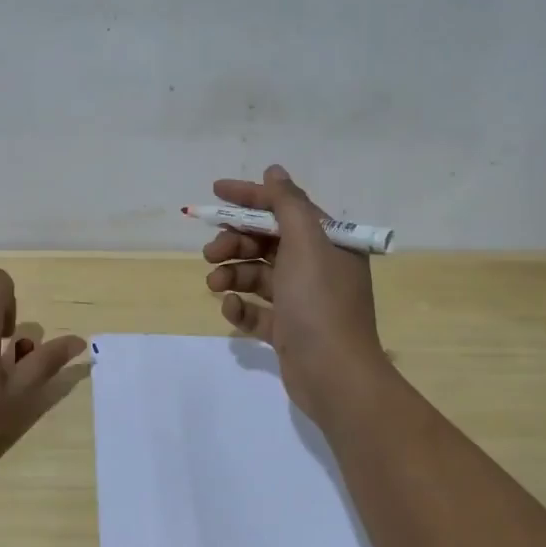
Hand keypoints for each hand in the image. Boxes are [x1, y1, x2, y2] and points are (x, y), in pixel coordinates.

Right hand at [202, 164, 389, 424]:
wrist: (335, 376)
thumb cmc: (320, 302)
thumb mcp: (305, 243)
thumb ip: (287, 204)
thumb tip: (274, 170)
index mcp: (327, 242)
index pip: (284, 208)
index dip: (249, 197)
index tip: (215, 191)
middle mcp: (316, 266)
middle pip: (266, 242)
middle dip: (235, 242)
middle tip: (211, 252)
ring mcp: (301, 300)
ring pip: (257, 275)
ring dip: (232, 274)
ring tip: (214, 284)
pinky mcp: (288, 329)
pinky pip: (257, 309)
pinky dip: (241, 306)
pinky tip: (231, 309)